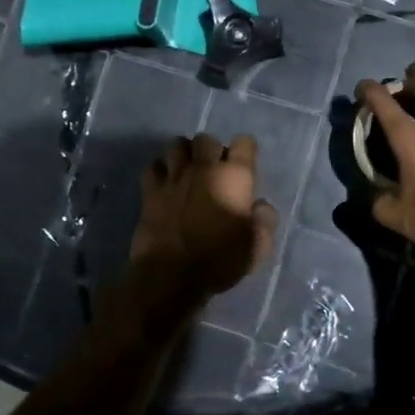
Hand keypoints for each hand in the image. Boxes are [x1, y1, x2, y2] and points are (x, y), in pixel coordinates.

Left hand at [130, 133, 278, 303]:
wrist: (171, 275)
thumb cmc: (219, 261)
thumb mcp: (257, 247)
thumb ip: (265, 221)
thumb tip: (261, 205)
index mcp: (234, 177)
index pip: (244, 142)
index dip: (245, 151)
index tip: (244, 168)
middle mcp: (204, 167)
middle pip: (206, 139)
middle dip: (212, 150)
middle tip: (214, 171)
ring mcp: (174, 176)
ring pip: (177, 144)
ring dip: (184, 154)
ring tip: (188, 171)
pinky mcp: (150, 190)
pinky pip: (153, 165)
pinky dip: (160, 169)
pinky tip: (165, 183)